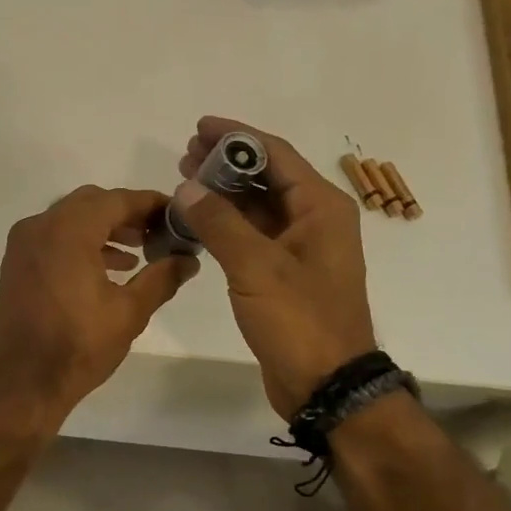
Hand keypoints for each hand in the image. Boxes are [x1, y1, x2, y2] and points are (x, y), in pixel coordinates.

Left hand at [0, 185, 197, 427]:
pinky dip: (81, 243)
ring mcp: (23, 244)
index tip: (176, 213)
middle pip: (92, 203)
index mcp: (68, 230)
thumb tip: (189, 260)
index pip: (117, 200)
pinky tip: (109, 268)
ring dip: (104, 228)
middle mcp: (40, 226)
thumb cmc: (79, 345)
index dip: (150, 203)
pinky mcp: (17, 263)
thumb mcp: (129, 312)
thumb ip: (162, 278)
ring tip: (139, 252)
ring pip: (71, 219)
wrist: (23, 382)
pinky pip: (54, 238)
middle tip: (158, 232)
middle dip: (127, 214)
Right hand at [174, 117, 376, 417]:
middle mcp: (315, 220)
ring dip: (224, 194)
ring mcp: (300, 249)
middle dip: (226, 163)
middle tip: (184, 156)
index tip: (199, 127)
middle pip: (267, 177)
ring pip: (258, 207)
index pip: (276, 155)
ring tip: (184, 183)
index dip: (238, 137)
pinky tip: (197, 222)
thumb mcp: (256, 267)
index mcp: (321, 208)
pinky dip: (226, 225)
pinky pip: (253, 235)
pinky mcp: (284, 274)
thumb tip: (186, 187)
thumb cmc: (299, 320)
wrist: (326, 383)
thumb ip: (219, 223)